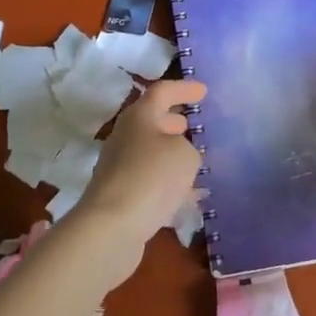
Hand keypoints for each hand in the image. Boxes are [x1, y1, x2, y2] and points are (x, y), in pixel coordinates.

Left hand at [71, 79, 206, 284]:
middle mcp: (125, 136)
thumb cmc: (151, 177)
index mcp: (139, 116)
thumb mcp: (185, 156)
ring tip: (196, 161)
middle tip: (193, 125)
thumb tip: (180, 155)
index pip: (162, 92)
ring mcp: (119, 166)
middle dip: (173, 122)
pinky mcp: (120, 195)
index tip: (203, 91)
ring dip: (171, 154)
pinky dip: (168, 182)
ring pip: (150, 152)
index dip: (183, 89)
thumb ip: (189, 148)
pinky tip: (187, 196)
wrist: (111, 226)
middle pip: (152, 121)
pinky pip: (149, 180)